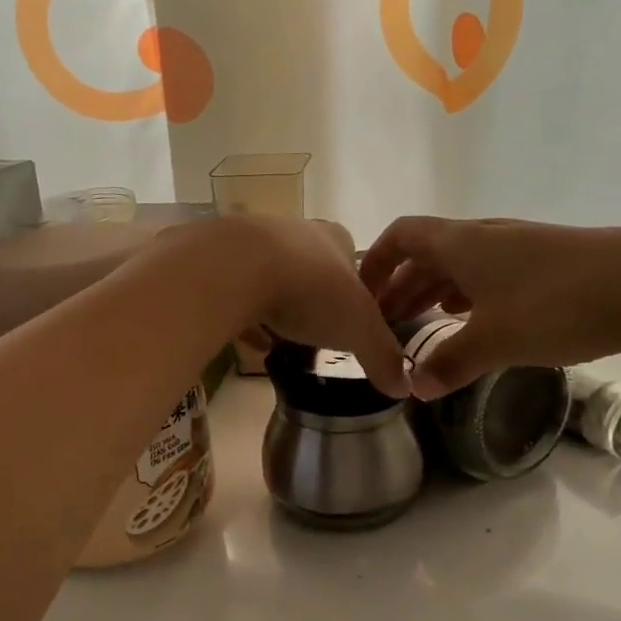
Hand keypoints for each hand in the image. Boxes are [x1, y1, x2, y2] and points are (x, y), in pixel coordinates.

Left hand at [190, 216, 408, 397]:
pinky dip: (243, 317)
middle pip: (309, 268)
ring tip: (281, 342)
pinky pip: (233, 294)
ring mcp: (251, 243)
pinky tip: (247, 343)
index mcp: (334, 239)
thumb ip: (382, 355)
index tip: (352, 321)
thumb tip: (405, 387)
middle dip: (313, 300)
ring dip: (275, 308)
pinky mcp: (216, 262)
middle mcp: (294, 232)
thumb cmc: (310, 291)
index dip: (355, 289)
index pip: (352, 259)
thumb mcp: (359, 329)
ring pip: (269, 278)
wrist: (234, 268)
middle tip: (317, 334)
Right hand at [359, 217, 620, 398]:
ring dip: (435, 291)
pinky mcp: (547, 262)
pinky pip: (490, 274)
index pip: (402, 236)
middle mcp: (484, 236)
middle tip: (386, 323)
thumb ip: (449, 363)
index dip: (376, 261)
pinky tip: (475, 320)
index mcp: (461, 243)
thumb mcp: (494, 340)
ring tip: (423, 324)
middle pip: (428, 253)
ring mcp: (518, 247)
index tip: (362, 294)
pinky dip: (470, 295)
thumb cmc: (557, 304)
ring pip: (461, 265)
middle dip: (402, 285)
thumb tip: (414, 387)